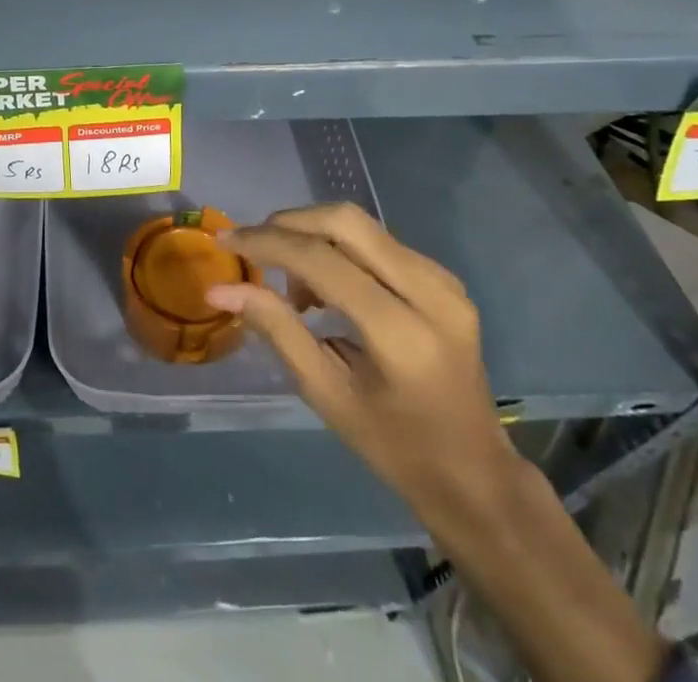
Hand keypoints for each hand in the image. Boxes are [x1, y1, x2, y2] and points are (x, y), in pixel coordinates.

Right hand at [206, 204, 516, 509]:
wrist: (476, 475)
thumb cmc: (395, 448)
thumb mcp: (327, 395)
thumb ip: (277, 330)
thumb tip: (221, 288)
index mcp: (402, 333)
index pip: (322, 261)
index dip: (266, 243)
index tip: (225, 240)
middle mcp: (430, 292)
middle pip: (345, 221)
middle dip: (289, 224)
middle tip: (254, 247)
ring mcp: (443, 280)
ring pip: (360, 225)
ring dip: (313, 236)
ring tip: (292, 286)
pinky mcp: (444, 277)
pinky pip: (377, 241)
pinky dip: (338, 249)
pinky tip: (325, 286)